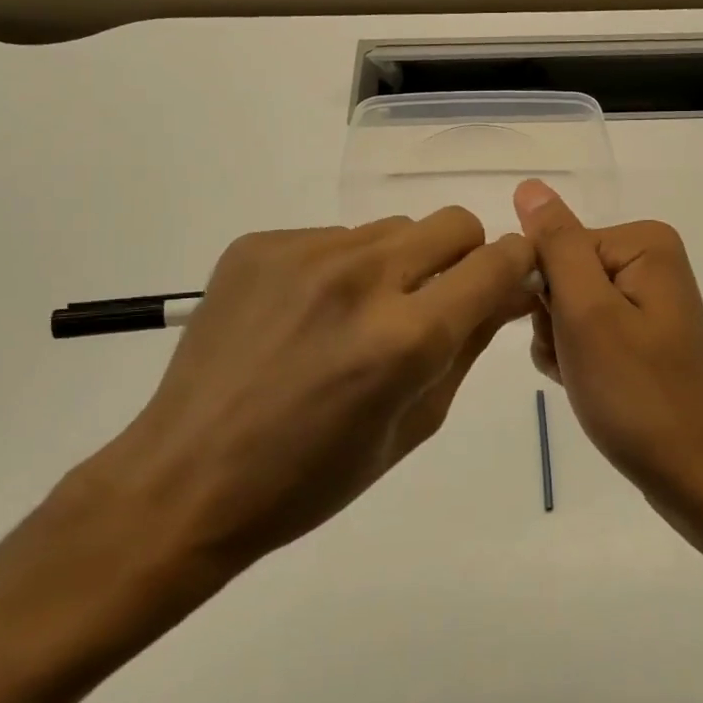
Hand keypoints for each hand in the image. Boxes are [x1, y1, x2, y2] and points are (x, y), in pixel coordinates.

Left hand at [67, 210, 534, 617]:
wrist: (186, 478)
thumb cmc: (310, 478)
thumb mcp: (413, 427)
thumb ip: (468, 348)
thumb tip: (508, 293)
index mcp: (405, 338)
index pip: (496, 263)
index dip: (516, 267)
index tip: (508, 282)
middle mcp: (360, 277)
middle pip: (452, 223)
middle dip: (462, 258)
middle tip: (431, 304)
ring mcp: (303, 253)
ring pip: (391, 229)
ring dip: (396, 265)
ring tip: (355, 319)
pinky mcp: (259, 245)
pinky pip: (333, 238)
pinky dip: (339, 270)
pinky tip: (305, 318)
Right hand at [514, 180, 702, 515]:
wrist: (693, 474)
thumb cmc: (636, 392)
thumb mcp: (586, 313)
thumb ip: (556, 245)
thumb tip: (530, 185)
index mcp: (644, 243)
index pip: (556, 245)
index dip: (544, 291)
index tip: (560, 332)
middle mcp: (650, 261)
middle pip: (562, 273)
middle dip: (553, 320)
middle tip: (576, 360)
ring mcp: (647, 300)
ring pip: (567, 305)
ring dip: (560, 343)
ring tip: (584, 377)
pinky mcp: (642, 334)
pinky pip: (587, 330)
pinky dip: (576, 357)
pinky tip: (589, 384)